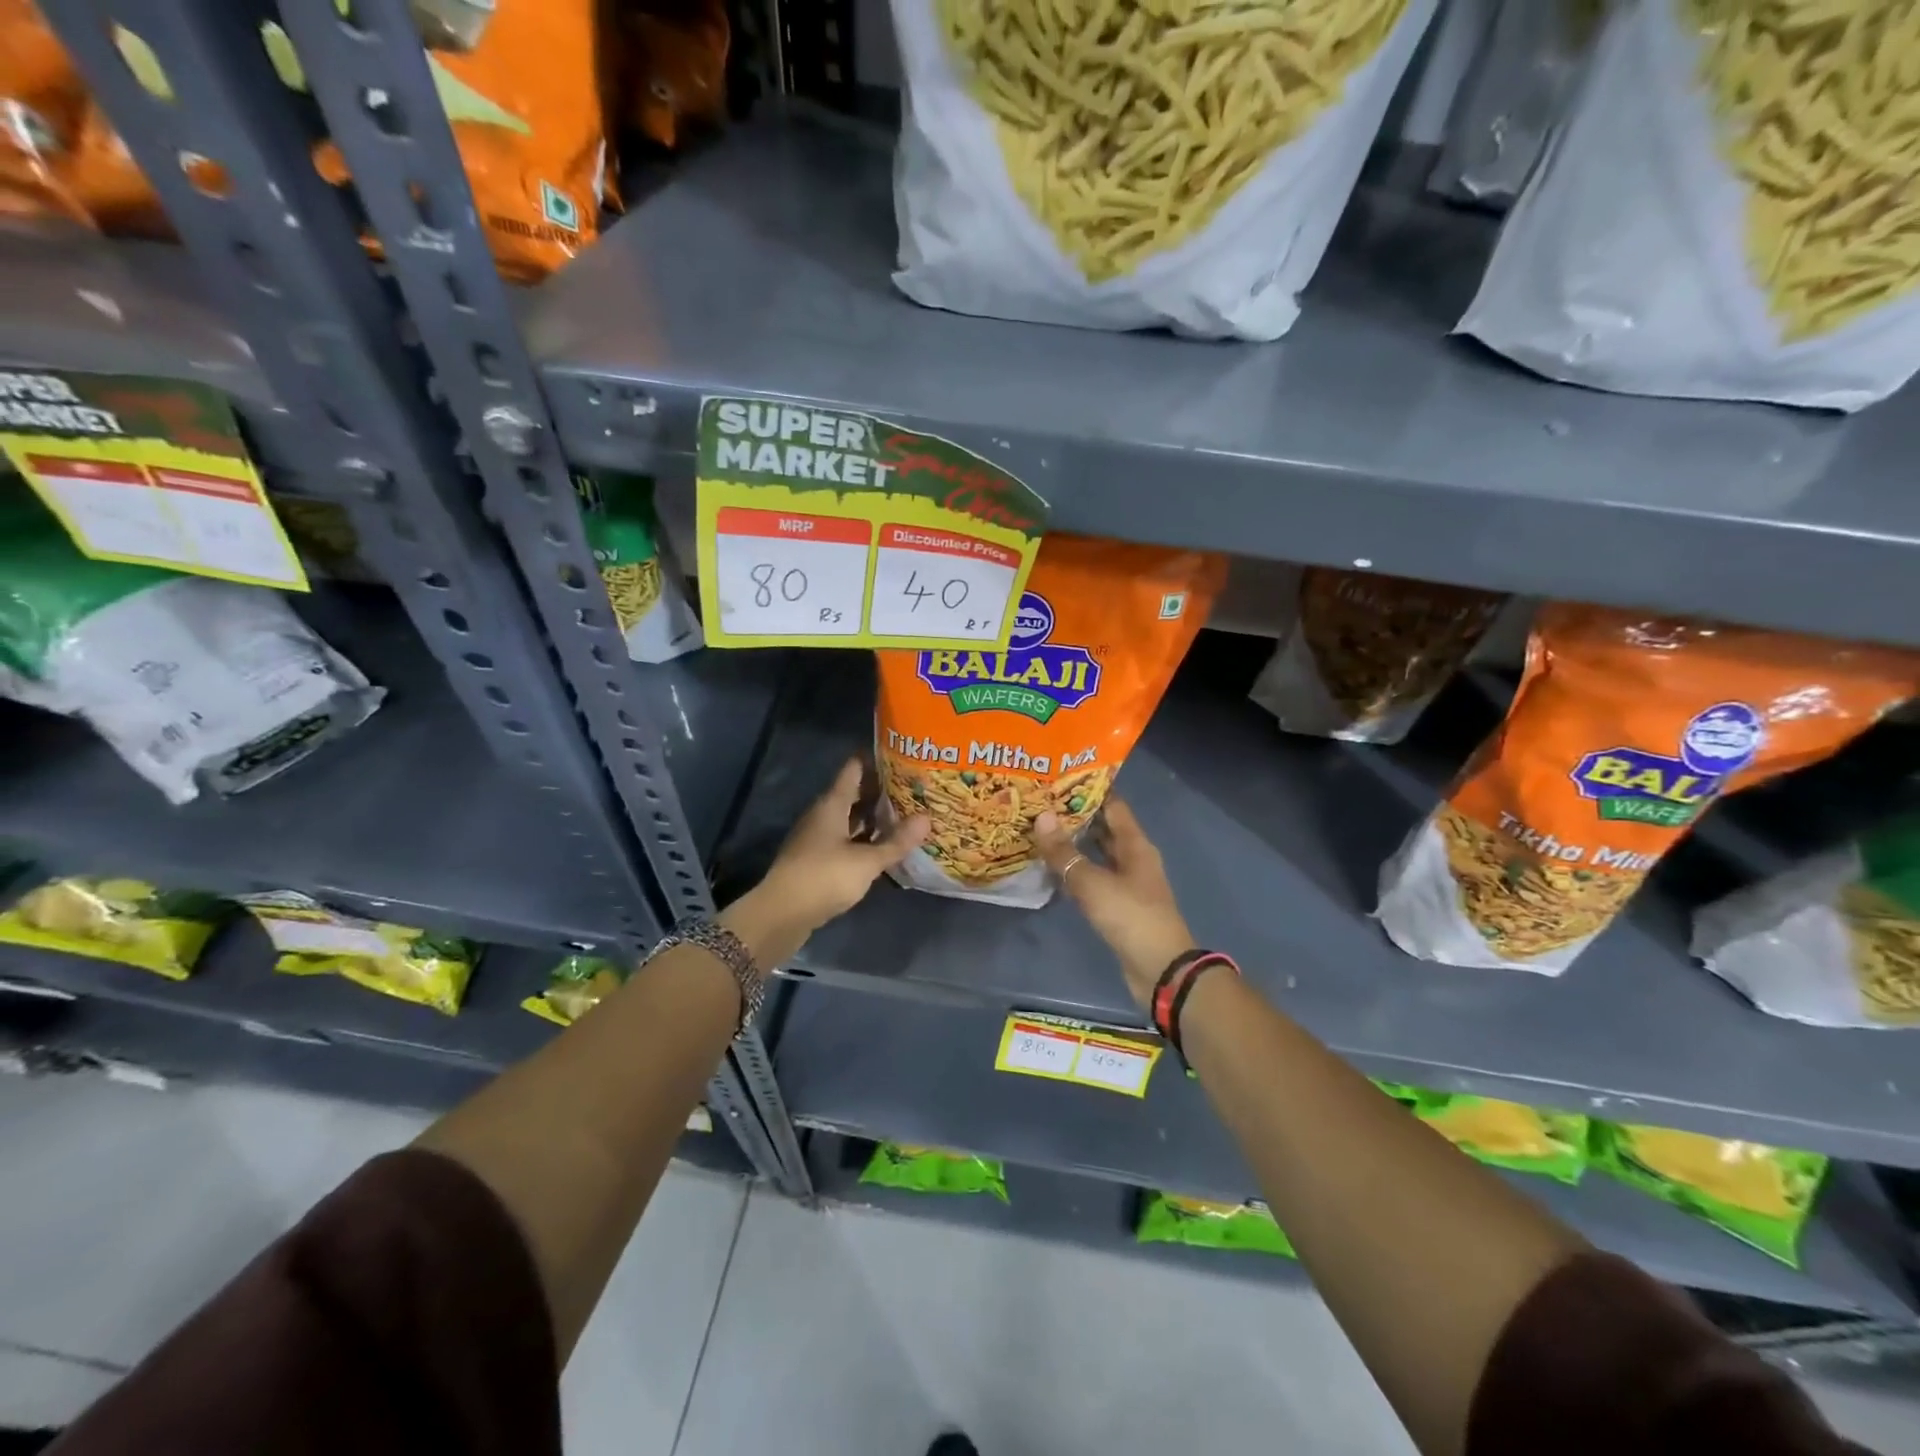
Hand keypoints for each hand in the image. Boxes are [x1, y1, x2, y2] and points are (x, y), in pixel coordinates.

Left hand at [721, 759, 928, 968]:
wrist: (782, 914)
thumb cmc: (824, 877)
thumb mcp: (867, 861)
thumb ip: (896, 841)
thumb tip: (927, 817)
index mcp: (831, 804)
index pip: (853, 770)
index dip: (875, 761)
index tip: (900, 757)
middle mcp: (822, 815)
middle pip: (852, 794)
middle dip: (879, 792)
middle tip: (911, 789)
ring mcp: (816, 838)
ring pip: (848, 819)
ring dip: (871, 818)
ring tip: (903, 816)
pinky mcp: (816, 860)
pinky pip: (844, 840)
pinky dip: (862, 839)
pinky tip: (881, 847)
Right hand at [1033, 798, 1193, 1010]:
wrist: (1160, 969)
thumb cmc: (1131, 917)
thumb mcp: (1093, 883)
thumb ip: (1065, 853)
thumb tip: (1041, 817)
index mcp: (1136, 845)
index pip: (1114, 806)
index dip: (1091, 790)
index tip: (1061, 777)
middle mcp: (1134, 859)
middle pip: (1105, 829)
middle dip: (1078, 816)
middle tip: (1042, 802)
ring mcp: (1128, 883)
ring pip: (1098, 854)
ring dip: (1075, 844)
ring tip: (1042, 830)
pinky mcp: (1119, 906)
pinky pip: (1095, 878)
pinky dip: (1076, 870)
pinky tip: (1053, 869)